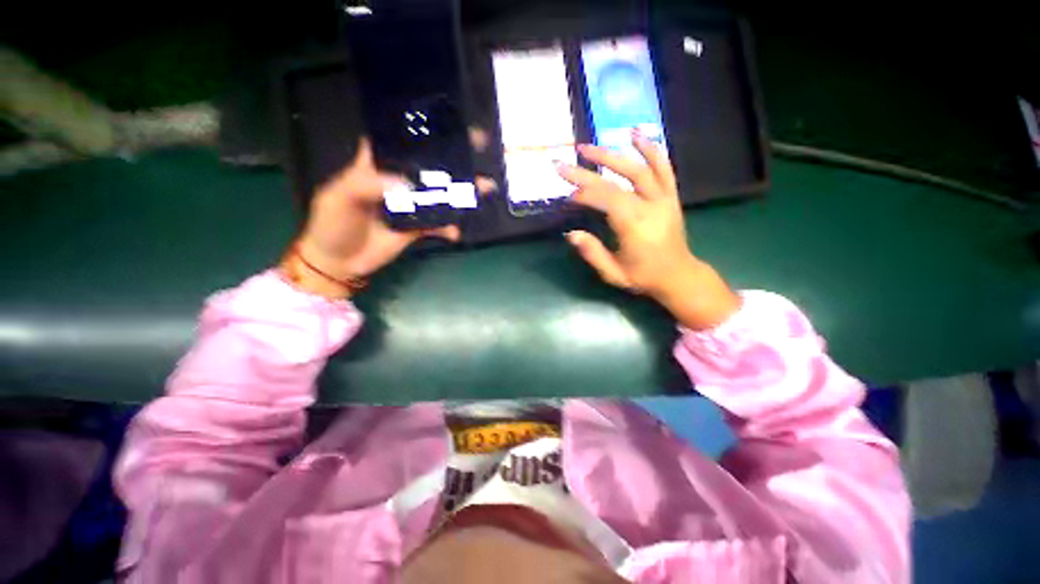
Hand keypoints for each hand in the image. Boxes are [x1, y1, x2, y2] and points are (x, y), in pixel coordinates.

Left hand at [286, 137, 492, 298]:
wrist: (340, 262)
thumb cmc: (333, 223)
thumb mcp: (340, 197)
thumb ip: (368, 185)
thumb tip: (408, 185)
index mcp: (377, 165)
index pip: (400, 139)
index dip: (421, 128)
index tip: (446, 119)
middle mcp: (398, 180)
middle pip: (429, 166)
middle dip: (453, 158)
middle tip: (478, 146)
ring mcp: (411, 205)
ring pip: (440, 195)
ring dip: (461, 193)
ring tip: (483, 187)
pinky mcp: (418, 227)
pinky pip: (439, 225)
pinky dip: (448, 228)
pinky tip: (454, 233)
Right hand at [557, 130, 740, 329]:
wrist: (678, 276)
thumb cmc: (643, 277)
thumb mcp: (613, 273)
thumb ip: (592, 253)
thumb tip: (570, 234)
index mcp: (634, 225)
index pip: (605, 200)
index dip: (584, 193)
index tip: (566, 192)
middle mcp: (650, 206)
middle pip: (615, 182)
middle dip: (588, 172)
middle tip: (566, 162)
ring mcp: (663, 198)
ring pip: (638, 169)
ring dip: (612, 155)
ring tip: (589, 146)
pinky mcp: (670, 196)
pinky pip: (663, 168)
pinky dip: (651, 150)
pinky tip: (636, 135)